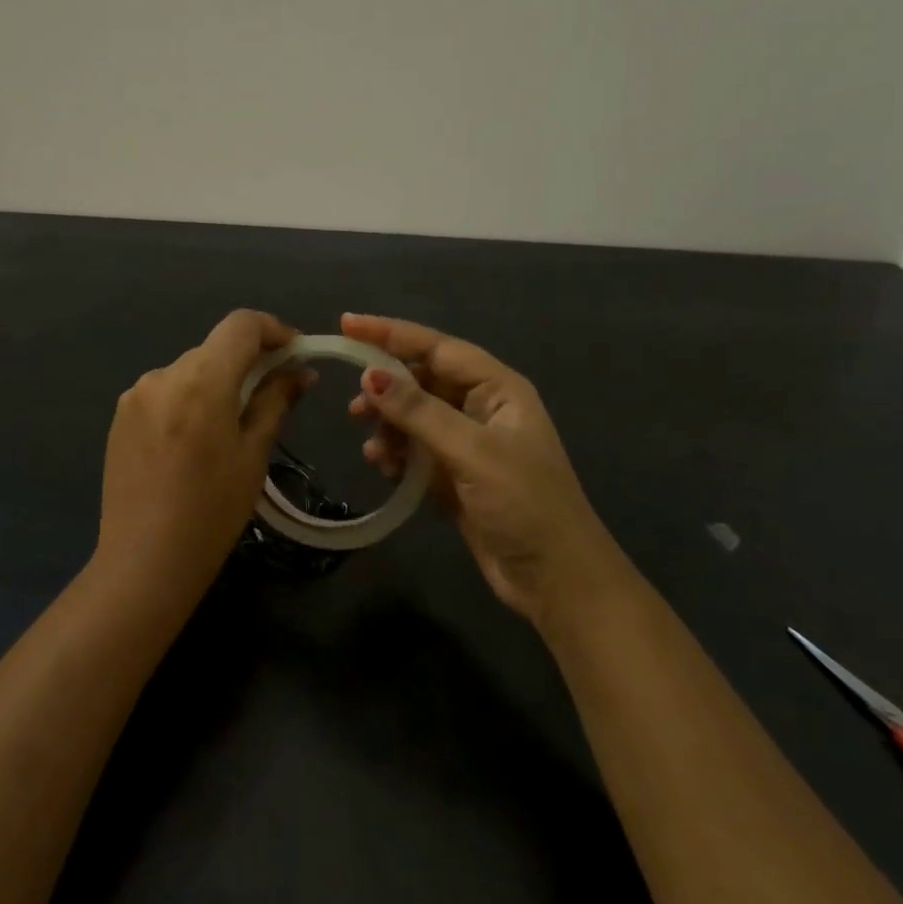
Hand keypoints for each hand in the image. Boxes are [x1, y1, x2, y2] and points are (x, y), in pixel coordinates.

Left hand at [93, 309, 311, 603]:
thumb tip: (299, 371)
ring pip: (189, 371)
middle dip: (247, 362)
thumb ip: (275, 401)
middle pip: (214, 348)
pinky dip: (188, 400)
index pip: (241, 324)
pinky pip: (164, 392)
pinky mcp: (120, 417)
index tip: (295, 353)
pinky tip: (193, 441)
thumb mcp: (253, 454)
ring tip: (231, 426)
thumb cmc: (212, 511)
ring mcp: (135, 395)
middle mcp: (163, 374)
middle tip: (274, 394)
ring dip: (216, 383)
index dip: (273, 330)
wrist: (144, 560)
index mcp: (201, 379)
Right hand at [343, 313, 607, 626]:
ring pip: (416, 418)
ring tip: (374, 449)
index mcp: (498, 389)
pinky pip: (417, 451)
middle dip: (387, 390)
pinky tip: (386, 469)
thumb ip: (419, 412)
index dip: (391, 334)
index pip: (437, 347)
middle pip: (423, 381)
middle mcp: (482, 408)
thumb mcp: (471, 452)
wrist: (556, 579)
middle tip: (354, 409)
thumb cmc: (523, 504)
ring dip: (390, 427)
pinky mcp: (457, 475)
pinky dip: (398, 455)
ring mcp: (469, 443)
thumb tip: (371, 376)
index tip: (346, 324)